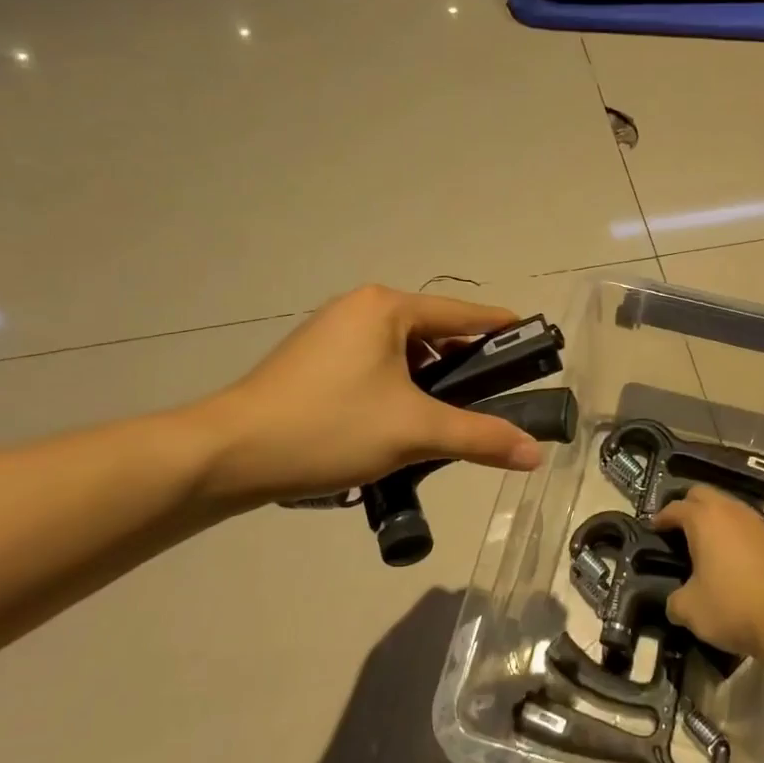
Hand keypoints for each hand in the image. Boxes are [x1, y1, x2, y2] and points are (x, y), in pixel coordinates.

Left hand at [186, 285, 545, 504]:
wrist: (229, 454)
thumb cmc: (329, 427)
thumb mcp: (414, 432)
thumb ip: (480, 437)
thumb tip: (534, 454)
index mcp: (386, 307)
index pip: (462, 313)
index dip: (501, 329)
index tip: (533, 342)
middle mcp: (359, 309)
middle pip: (431, 333)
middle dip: (464, 365)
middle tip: (494, 398)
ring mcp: (330, 334)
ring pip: (401, 353)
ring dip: (429, 383)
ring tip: (450, 419)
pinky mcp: (312, 362)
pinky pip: (373, 366)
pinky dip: (398, 389)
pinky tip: (402, 424)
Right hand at [652, 485, 763, 657]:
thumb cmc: (729, 606)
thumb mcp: (688, 609)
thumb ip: (674, 600)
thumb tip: (675, 601)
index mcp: (703, 519)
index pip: (675, 508)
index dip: (661, 518)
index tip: (653, 529)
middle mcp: (729, 511)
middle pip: (702, 494)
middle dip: (687, 506)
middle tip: (677, 529)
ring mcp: (754, 521)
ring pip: (727, 505)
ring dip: (712, 516)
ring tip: (703, 541)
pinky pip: (744, 522)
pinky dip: (732, 530)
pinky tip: (729, 553)